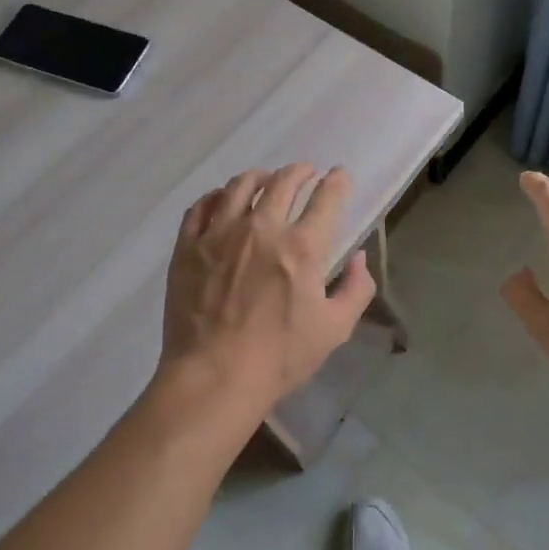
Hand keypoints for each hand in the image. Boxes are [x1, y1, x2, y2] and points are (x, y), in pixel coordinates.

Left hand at [157, 163, 376, 422]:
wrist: (213, 378)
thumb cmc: (279, 358)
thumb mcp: (334, 329)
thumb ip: (355, 289)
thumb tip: (360, 258)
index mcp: (302, 247)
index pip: (326, 198)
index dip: (337, 181)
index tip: (340, 175)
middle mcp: (262, 228)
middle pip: (283, 181)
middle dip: (300, 171)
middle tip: (306, 172)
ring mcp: (220, 234)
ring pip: (240, 185)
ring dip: (260, 176)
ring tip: (266, 179)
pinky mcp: (188, 246)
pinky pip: (201, 207)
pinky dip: (216, 196)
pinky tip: (222, 199)